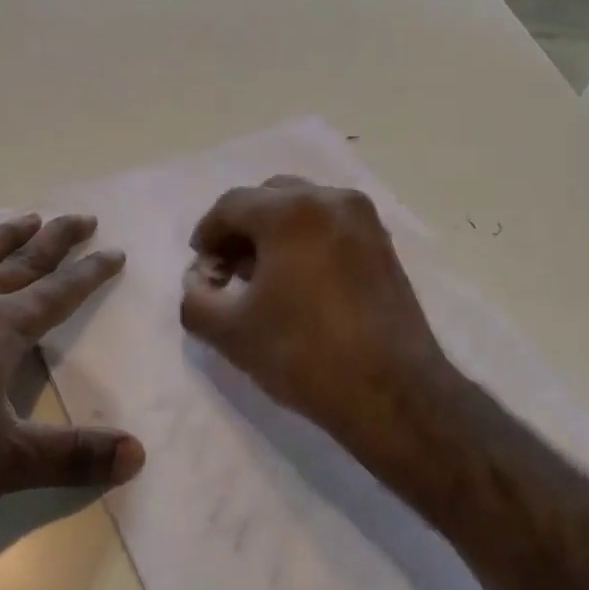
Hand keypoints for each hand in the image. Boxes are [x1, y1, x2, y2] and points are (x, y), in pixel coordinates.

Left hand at [0, 213, 144, 509]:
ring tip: (26, 217)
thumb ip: (73, 458)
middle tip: (82, 216)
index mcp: (2, 332)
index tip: (115, 250)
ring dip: (1, 240)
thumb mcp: (5, 460)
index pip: (59, 295)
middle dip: (56, 242)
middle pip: (22, 265)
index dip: (91, 274)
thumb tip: (139, 454)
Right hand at [180, 176, 455, 474]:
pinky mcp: (382, 242)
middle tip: (229, 270)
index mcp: (290, 211)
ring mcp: (362, 218)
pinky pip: (330, 224)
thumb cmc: (305, 355)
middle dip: (241, 229)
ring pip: (302, 207)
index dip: (208, 234)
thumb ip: (196, 300)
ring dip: (273, 231)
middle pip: (267, 197)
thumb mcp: (232, 333)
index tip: (202, 268)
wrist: (393, 392)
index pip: (231, 206)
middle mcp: (329, 199)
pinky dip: (305, 238)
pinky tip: (299, 280)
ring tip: (263, 276)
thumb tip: (197, 283)